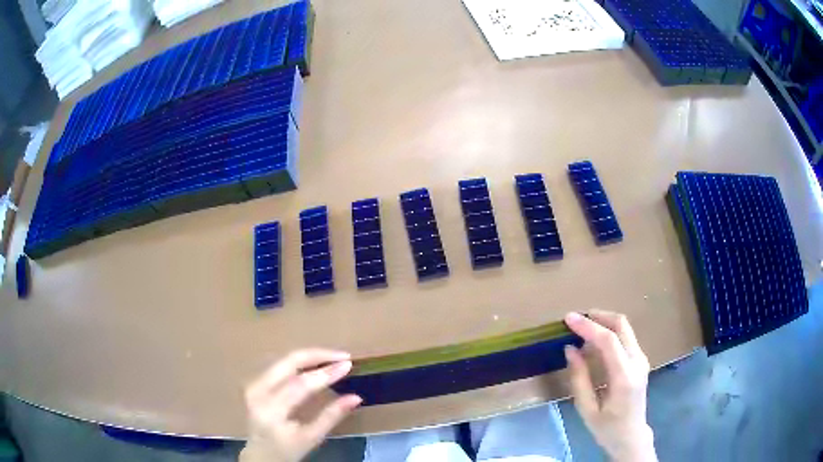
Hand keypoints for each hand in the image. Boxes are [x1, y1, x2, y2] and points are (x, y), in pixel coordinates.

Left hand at [240, 349, 362, 461]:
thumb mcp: (311, 439)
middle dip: (318, 355)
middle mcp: (258, 391)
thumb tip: (356, 397)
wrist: (258, 455)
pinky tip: (316, 364)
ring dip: (310, 357)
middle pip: (288, 363)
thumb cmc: (286, 450)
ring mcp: (253, 384)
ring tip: (334, 359)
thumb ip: (331, 416)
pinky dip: (300, 362)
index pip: (300, 384)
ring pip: (284, 361)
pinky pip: (280, 366)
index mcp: (271, 410)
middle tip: (343, 356)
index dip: (325, 373)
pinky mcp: (255, 382)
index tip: (348, 364)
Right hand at [564, 311, 656, 461]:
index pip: (608, 341)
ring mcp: (642, 359)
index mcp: (624, 377)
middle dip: (598, 316)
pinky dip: (609, 333)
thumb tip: (570, 349)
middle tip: (576, 319)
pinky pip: (625, 337)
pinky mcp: (640, 360)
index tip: (568, 318)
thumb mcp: (587, 409)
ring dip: (603, 323)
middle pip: (621, 325)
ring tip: (582, 329)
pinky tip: (594, 343)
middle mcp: (638, 362)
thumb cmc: (607, 428)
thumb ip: (579, 378)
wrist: (631, 436)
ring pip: (625, 328)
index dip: (588, 327)